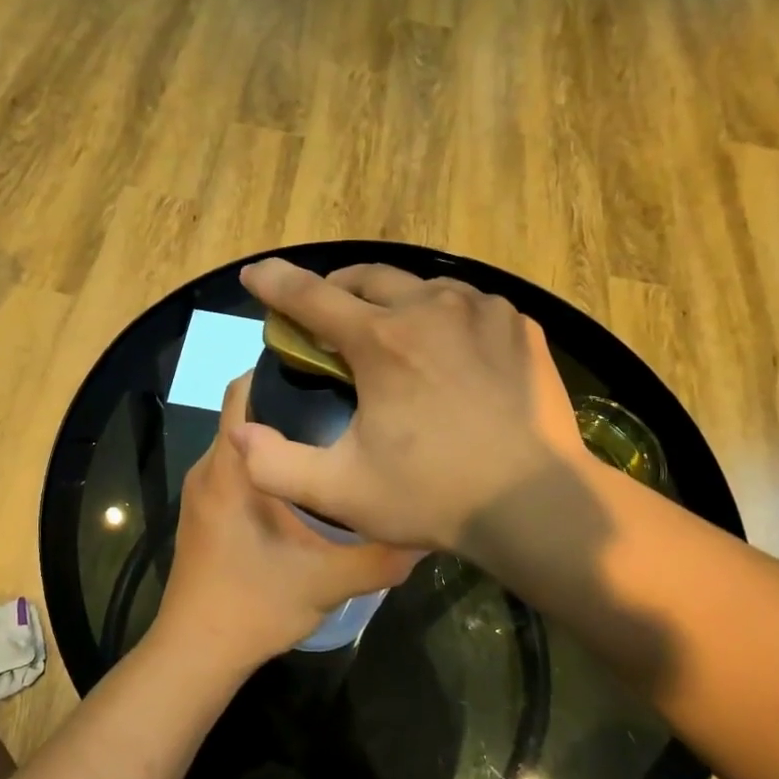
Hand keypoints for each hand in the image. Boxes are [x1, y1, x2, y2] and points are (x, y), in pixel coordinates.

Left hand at [149, 375, 421, 673]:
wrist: (195, 654)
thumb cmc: (253, 608)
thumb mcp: (326, 583)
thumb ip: (380, 557)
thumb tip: (428, 532)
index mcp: (231, 471)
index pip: (244, 392)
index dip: (281, 369)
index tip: (331, 366)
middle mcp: (210, 470)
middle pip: (247, 413)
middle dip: (292, 400)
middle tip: (349, 402)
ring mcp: (203, 492)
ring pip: (243, 443)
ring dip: (282, 435)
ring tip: (337, 436)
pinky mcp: (206, 513)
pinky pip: (238, 468)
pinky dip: (269, 462)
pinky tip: (309, 482)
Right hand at [234, 259, 586, 552]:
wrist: (538, 504)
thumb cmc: (435, 496)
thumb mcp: (341, 491)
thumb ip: (275, 465)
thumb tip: (240, 432)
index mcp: (382, 342)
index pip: (311, 297)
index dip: (275, 283)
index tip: (254, 274)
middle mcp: (431, 308)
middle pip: (366, 278)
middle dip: (336, 291)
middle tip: (326, 321)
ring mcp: (483, 311)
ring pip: (420, 287)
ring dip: (392, 303)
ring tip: (388, 336)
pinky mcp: (519, 326)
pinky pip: (467, 305)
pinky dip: (442, 317)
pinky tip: (446, 351)